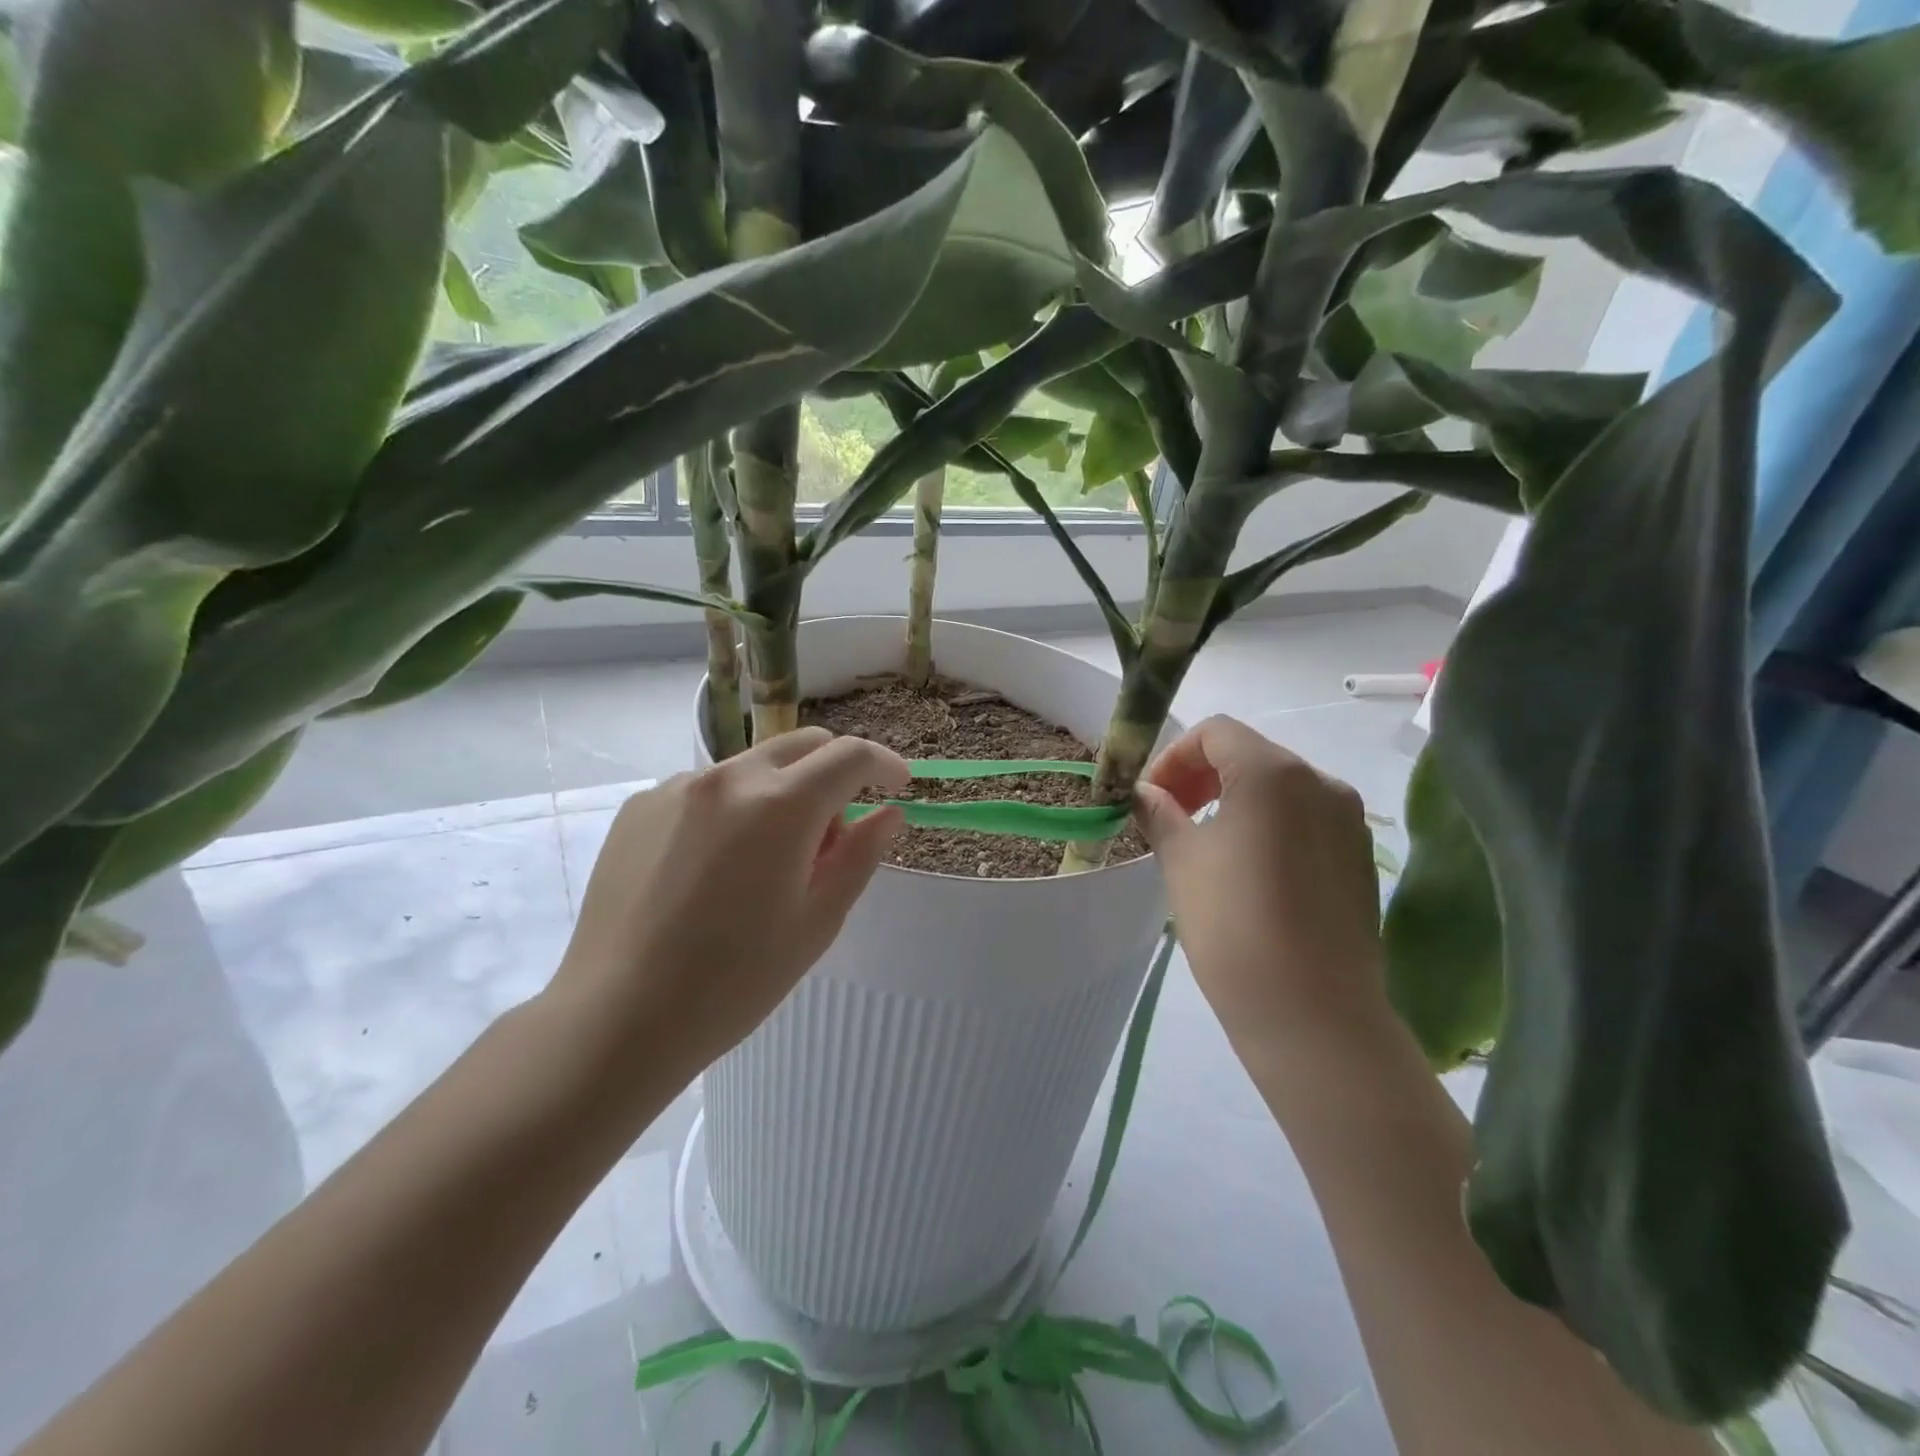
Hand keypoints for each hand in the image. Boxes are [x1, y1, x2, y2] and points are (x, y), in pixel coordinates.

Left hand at [548, 728, 908, 1077]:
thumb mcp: (817, 922)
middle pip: (801, 745)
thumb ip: (860, 855)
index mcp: (781, 805)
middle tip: (832, 833)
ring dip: (779, 793)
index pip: (850, 755)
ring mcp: (676, 787)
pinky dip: (730, 810)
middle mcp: (728, 778)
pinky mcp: (639, 807)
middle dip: (833, 772)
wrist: (617, 1017)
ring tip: (765, 861)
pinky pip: (704, 790)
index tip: (898, 785)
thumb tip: (888, 813)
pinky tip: (712, 868)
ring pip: (752, 767)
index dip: (883, 764)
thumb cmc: (734, 981)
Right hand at [1133, 716, 1385, 1054]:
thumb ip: (1159, 812)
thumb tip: (1144, 794)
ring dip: (1233, 799)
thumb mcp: (1181, 860)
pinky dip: (1268, 824)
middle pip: (1250, 754)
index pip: (1216, 733)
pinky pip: (1304, 819)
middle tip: (1169, 816)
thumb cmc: (1233, 925)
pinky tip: (1247, 869)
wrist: (1311, 1013)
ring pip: (1279, 787)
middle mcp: (1321, 782)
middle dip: (1201, 775)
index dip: (1174, 756)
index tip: (1151, 796)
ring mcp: (1348, 820)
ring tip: (1204, 844)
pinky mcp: (1359, 856)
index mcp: (1274, 773)